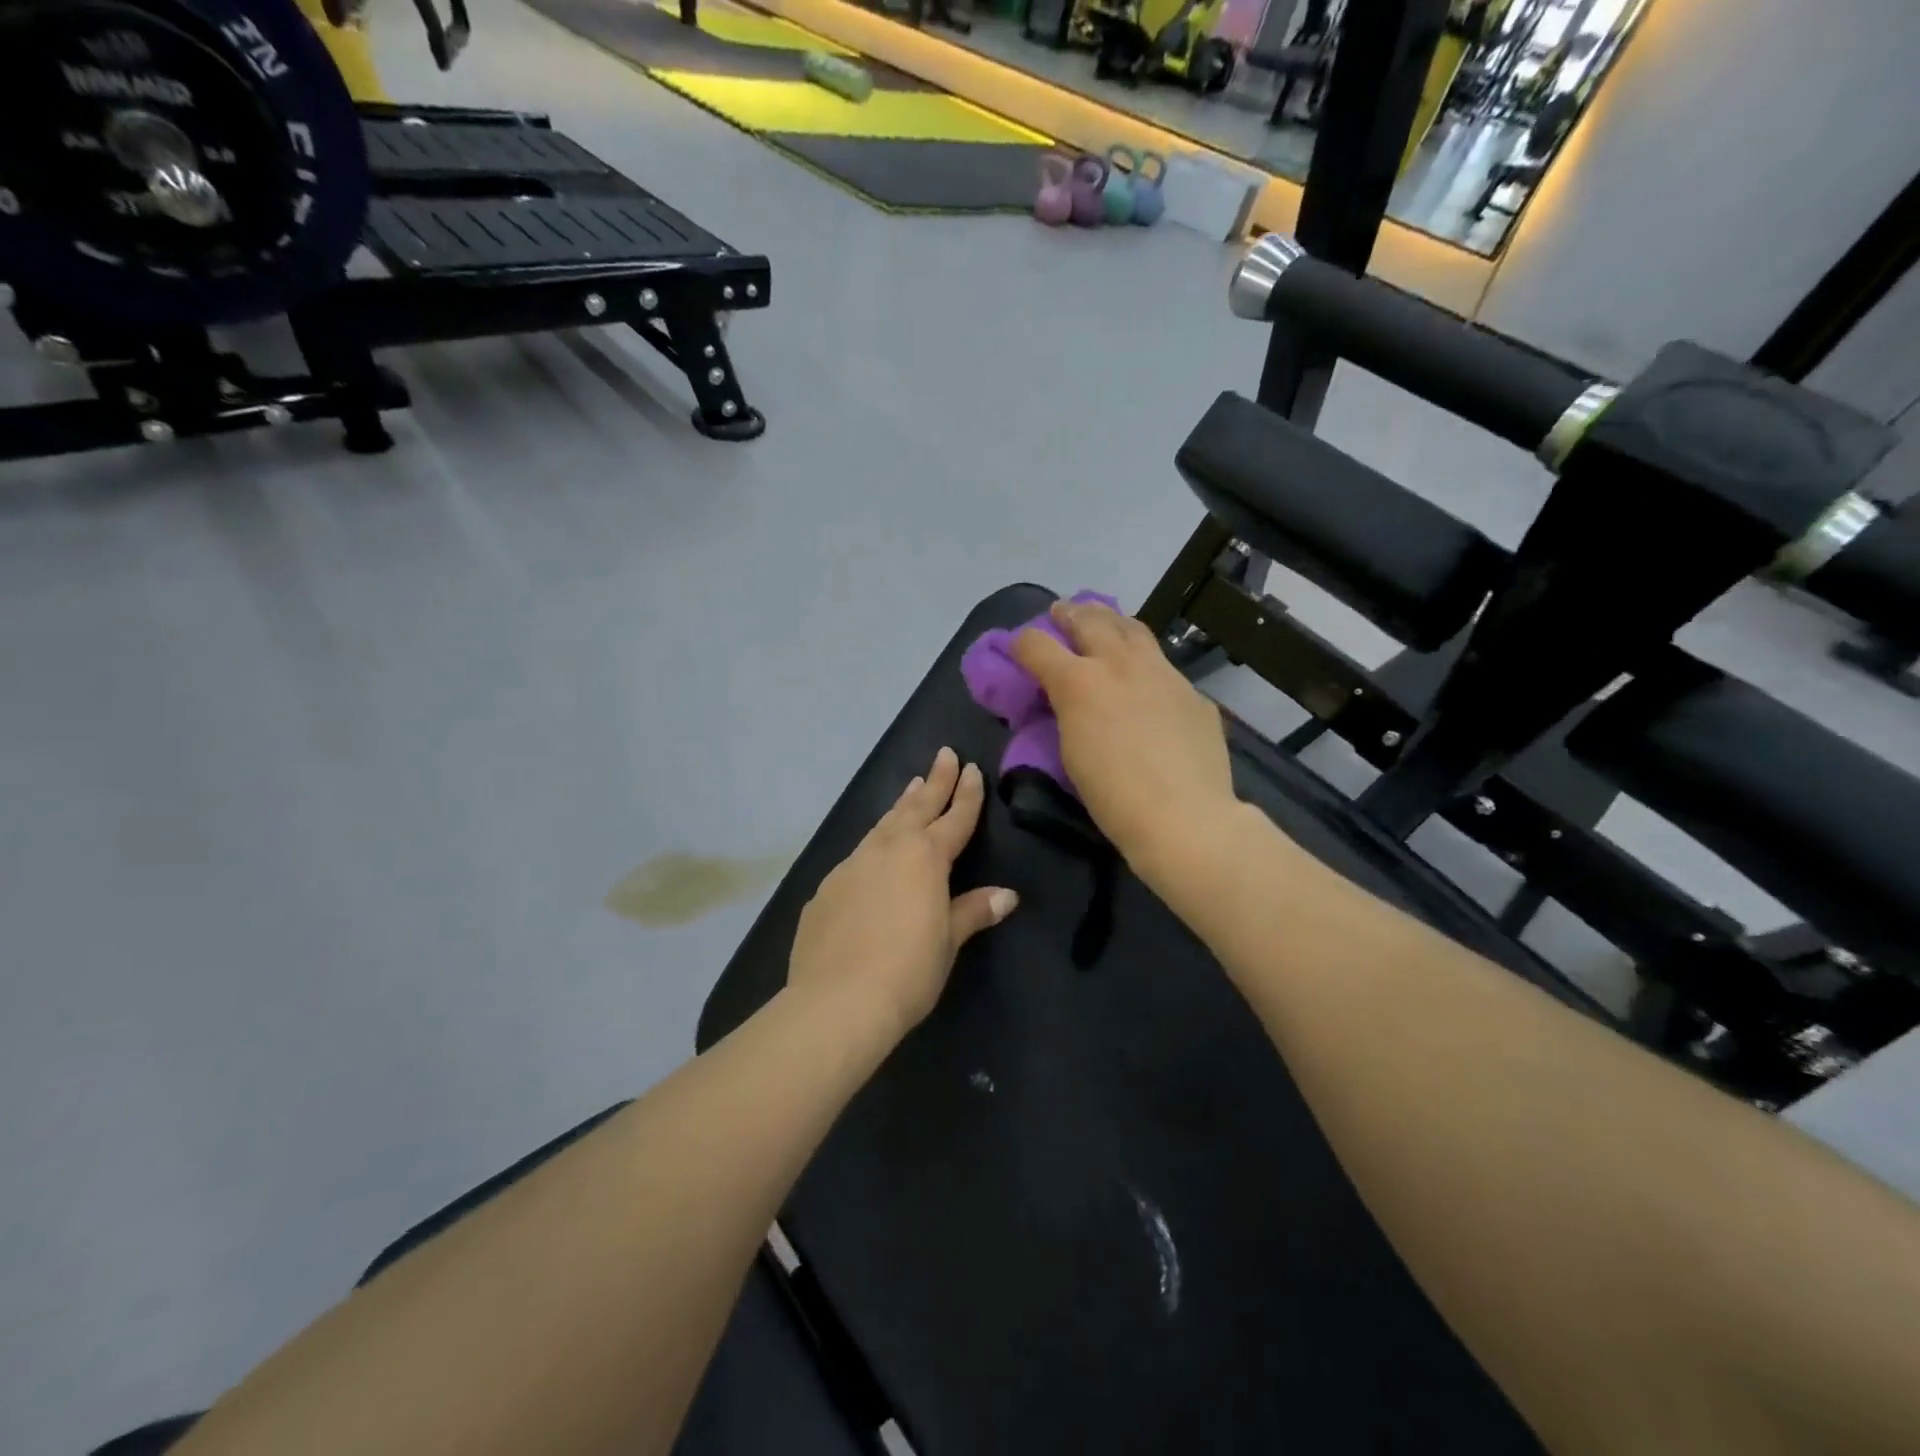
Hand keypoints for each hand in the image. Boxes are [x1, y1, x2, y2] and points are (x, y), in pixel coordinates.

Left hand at [786, 747, 1018, 1044]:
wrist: (837, 1000)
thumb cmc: (907, 970)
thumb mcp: (948, 940)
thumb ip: (973, 911)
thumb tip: (1007, 895)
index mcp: (925, 858)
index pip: (954, 819)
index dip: (966, 794)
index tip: (971, 769)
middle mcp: (888, 850)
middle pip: (917, 807)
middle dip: (935, 781)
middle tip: (944, 753)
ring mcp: (852, 865)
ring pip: (883, 824)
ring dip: (902, 804)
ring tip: (912, 786)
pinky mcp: (827, 887)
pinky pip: (858, 855)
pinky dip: (873, 843)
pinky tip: (873, 852)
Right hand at [1011, 599, 1236, 870]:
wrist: (1185, 818)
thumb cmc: (1113, 798)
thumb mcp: (1071, 752)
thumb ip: (1067, 713)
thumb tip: (1068, 699)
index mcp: (1080, 682)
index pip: (1037, 645)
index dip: (1021, 643)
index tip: (1017, 648)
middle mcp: (1120, 665)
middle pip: (1089, 620)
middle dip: (1069, 614)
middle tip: (1061, 613)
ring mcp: (1163, 673)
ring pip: (1133, 629)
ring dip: (1110, 621)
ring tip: (1103, 622)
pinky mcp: (1192, 692)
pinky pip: (1163, 665)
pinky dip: (1144, 661)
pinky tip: (1145, 677)